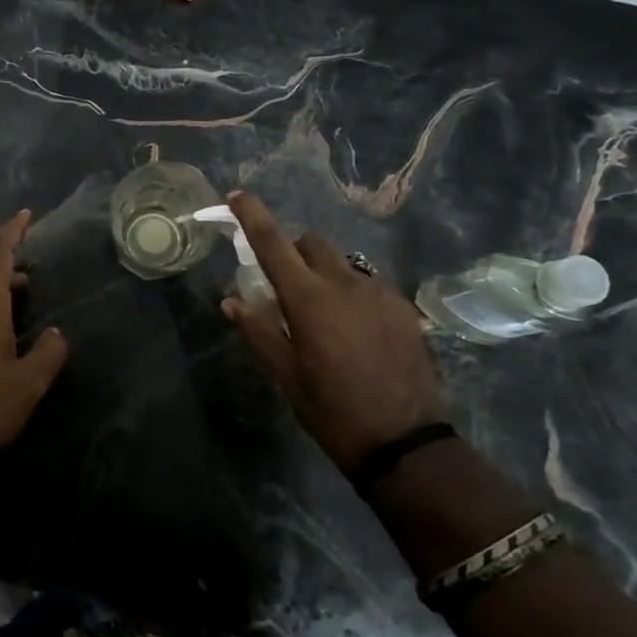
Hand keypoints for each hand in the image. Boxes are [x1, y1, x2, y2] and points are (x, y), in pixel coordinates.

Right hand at [221, 191, 445, 472]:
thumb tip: (230, 301)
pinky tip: (358, 330)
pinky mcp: (403, 306)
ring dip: (325, 274)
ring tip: (326, 315)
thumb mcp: (286, 376)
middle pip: (312, 243)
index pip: (273, 243)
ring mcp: (378, 292)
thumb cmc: (332, 411)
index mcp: (308, 299)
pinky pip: (369, 284)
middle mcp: (344, 283)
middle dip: (294, 252)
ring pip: (342, 263)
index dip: (252, 215)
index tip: (238, 195)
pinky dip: (353, 293)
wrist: (405, 442)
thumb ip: (258, 331)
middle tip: (287, 285)